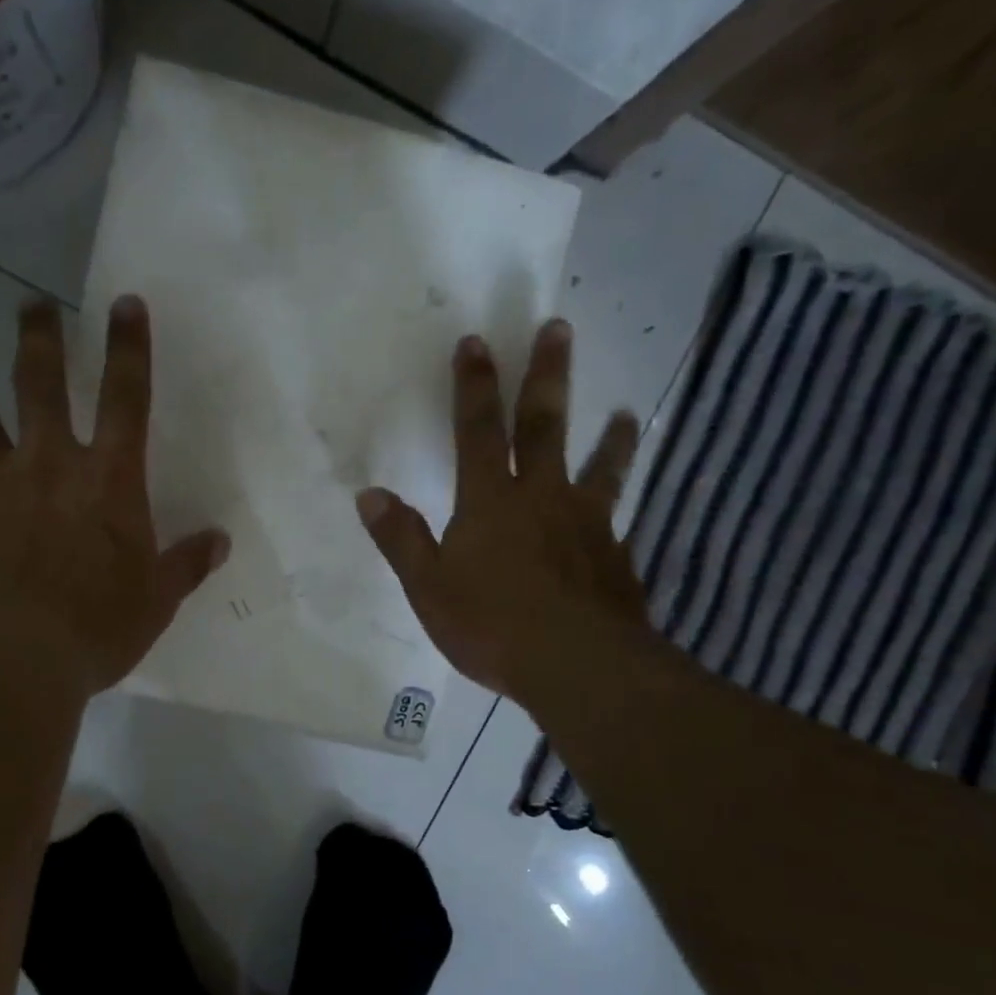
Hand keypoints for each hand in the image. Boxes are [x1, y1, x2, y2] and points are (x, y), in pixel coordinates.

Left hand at [0, 296, 229, 700]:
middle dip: (39, 340)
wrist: (14, 667)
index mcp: (107, 480)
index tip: (125, 303)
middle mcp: (49, 470)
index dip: (129, 348)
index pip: (125, 398)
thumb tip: (219, 541)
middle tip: (32, 305)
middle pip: (39, 387)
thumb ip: (187, 564)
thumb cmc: (98, 628)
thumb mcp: (157, 600)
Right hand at [356, 319, 650, 709]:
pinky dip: (620, 506)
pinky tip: (623, 510)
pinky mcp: (614, 555)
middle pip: (544, 425)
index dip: (473, 384)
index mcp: (490, 500)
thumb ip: (402, 539)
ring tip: (626, 412)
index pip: (477, 429)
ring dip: (609, 436)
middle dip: (547, 375)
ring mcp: (585, 523)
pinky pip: (617, 516)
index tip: (476, 341)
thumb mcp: (429, 588)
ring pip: (598, 466)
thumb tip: (369, 494)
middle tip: (559, 328)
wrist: (578, 666)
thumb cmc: (493, 625)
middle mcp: (542, 496)